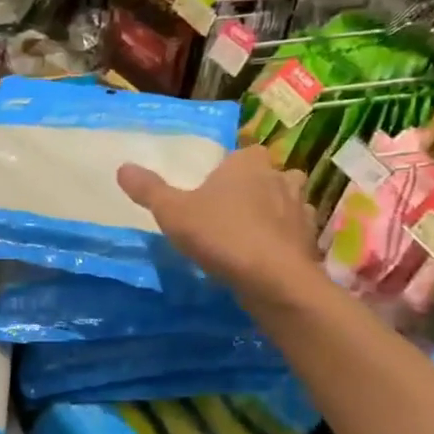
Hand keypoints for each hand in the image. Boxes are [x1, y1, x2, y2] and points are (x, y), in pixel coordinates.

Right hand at [118, 147, 322, 305]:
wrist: (273, 279)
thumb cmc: (220, 235)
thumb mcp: (171, 212)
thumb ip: (148, 189)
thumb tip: (122, 167)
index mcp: (247, 163)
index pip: (242, 153)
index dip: (229, 168)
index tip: (213, 186)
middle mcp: (280, 177)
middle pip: (267, 175)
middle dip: (254, 187)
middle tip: (229, 208)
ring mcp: (301, 209)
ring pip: (287, 202)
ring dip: (273, 212)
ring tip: (249, 232)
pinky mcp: (310, 240)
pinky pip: (295, 232)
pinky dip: (283, 239)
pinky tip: (265, 255)